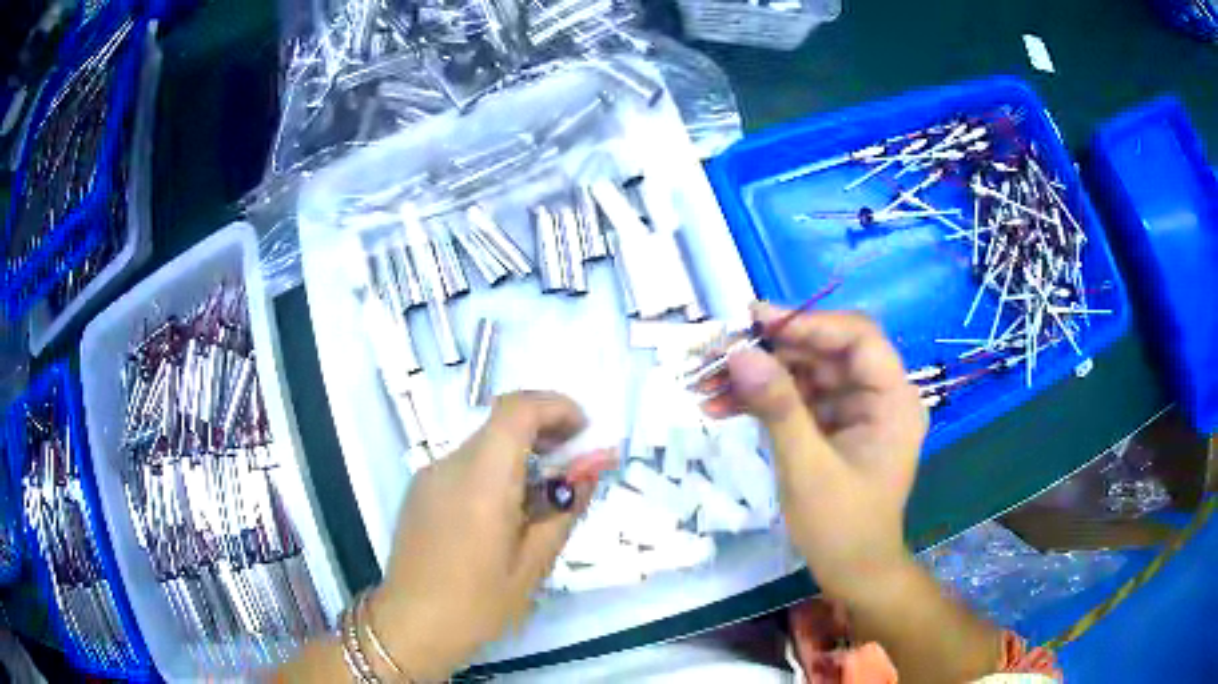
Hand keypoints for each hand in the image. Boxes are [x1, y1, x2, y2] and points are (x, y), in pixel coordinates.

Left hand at [366, 391, 599, 679]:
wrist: (411, 625)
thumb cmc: (478, 604)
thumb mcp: (534, 563)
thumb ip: (565, 508)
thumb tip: (593, 469)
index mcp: (481, 480)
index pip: (518, 409)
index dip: (557, 407)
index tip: (585, 432)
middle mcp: (450, 465)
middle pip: (501, 422)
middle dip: (545, 429)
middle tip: (575, 462)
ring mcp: (430, 475)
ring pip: (484, 442)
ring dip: (521, 452)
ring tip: (546, 494)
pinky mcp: (421, 490)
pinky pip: (466, 464)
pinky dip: (496, 469)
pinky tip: (508, 511)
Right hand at [704, 304, 925, 600]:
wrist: (852, 574)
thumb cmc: (841, 528)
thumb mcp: (807, 468)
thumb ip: (777, 407)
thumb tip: (739, 353)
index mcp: (894, 400)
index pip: (858, 338)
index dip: (809, 323)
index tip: (756, 320)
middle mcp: (879, 397)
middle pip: (827, 353)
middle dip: (772, 353)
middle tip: (720, 354)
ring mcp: (857, 412)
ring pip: (807, 374)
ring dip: (759, 377)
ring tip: (708, 383)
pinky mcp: (835, 427)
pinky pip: (799, 400)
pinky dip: (764, 402)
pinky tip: (723, 406)